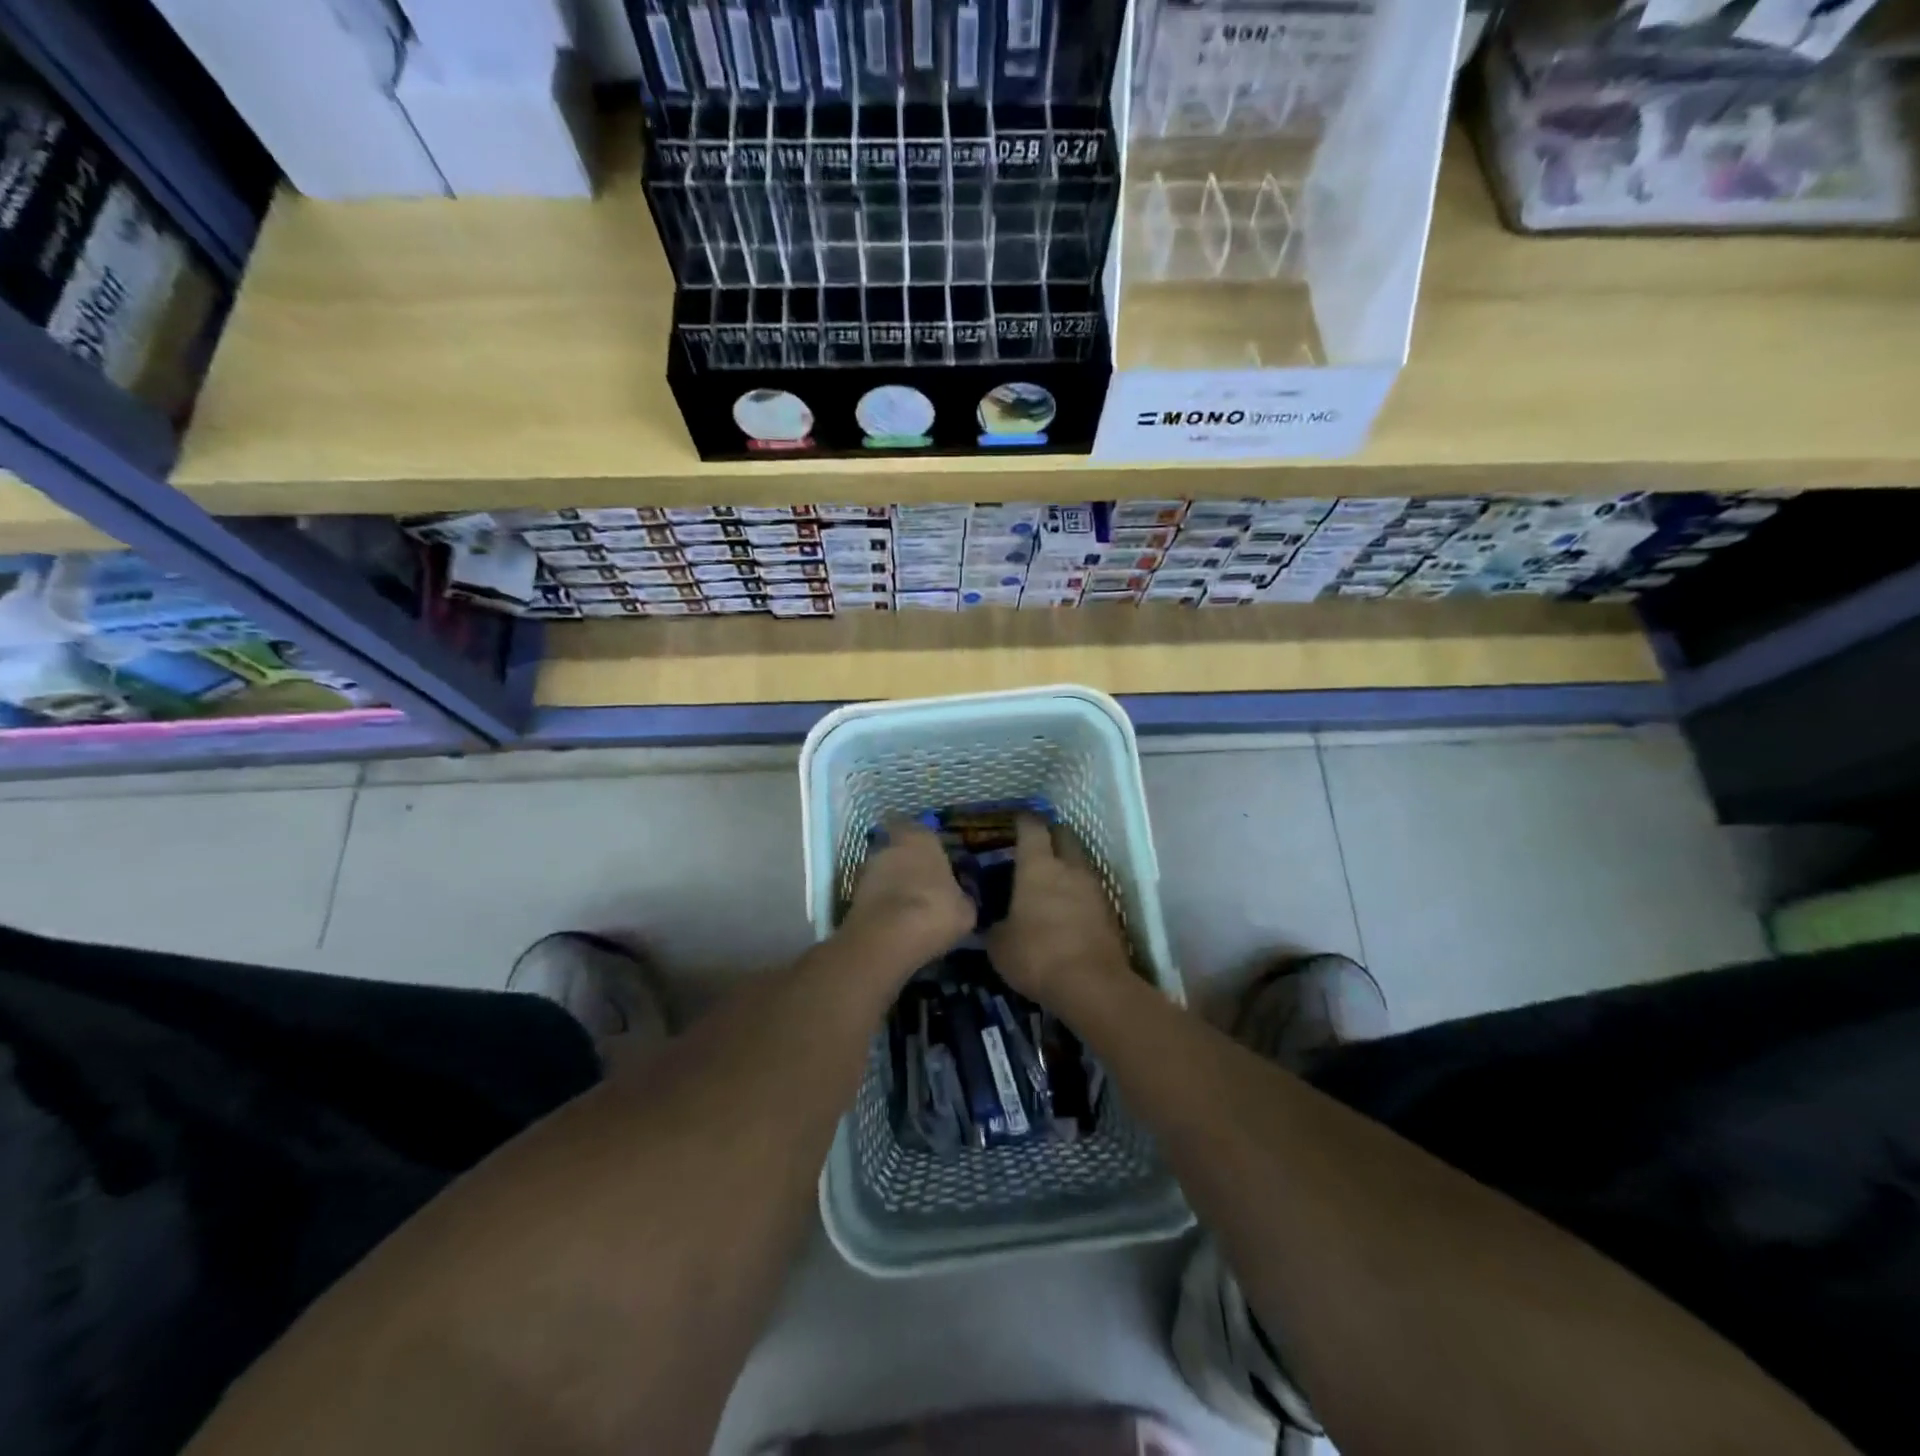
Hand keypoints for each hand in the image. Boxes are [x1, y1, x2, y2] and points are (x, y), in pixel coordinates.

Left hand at [839, 819, 974, 974]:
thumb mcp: (965, 909)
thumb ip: (961, 896)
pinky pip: (873, 894)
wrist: (888, 937)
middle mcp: (891, 845)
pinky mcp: (852, 893)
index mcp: (922, 838)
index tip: (935, 861)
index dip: (927, 845)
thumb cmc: (935, 910)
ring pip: (884, 872)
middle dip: (908, 864)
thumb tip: (959, 897)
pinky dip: (881, 903)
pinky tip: (894, 922)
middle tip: (922, 886)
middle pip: (900, 850)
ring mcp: (868, 868)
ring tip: (907, 908)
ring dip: (892, 885)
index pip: (921, 829)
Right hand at [987, 815, 1133, 1005]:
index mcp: (1038, 866)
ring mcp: (1095, 888)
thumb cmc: (1036, 954)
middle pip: (1064, 836)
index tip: (1017, 820)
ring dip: (1068, 865)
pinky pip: (1091, 891)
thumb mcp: (999, 945)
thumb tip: (994, 924)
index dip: (1024, 821)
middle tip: (1037, 845)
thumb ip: (995, 927)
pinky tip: (1068, 908)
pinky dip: (1079, 893)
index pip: (1032, 828)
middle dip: (1052, 835)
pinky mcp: (1110, 912)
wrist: (1092, 985)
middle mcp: (1070, 868)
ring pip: (1080, 863)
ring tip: (1052, 879)